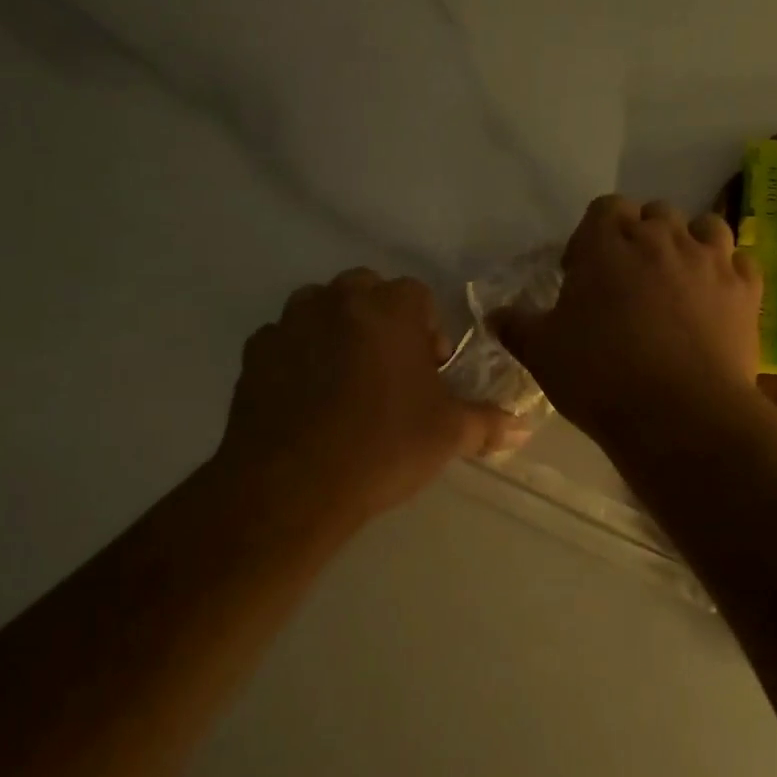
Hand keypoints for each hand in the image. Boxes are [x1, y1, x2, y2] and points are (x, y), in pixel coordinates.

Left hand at [216, 269, 521, 522]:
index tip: (429, 371)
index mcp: (389, 309)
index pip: (417, 295)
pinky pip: (284, 341)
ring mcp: (289, 324)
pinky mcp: (254, 354)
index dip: (428, 330)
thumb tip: (523, 428)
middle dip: (381, 321)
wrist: (293, 485)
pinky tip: (305, 401)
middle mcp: (336, 301)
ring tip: (345, 383)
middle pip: (366, 291)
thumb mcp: (449, 435)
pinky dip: (298, 357)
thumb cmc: (384, 446)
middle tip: (389, 372)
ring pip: (319, 309)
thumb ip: (488, 423)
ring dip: (336, 331)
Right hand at [492, 196, 761, 447]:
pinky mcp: (747, 291)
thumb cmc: (600, 376)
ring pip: (704, 227)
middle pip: (654, 213)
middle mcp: (663, 238)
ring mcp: (711, 261)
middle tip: (628, 281)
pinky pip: (740, 263)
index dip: (593, 236)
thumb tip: (494, 315)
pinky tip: (716, 300)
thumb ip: (516, 326)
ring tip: (677, 281)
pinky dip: (728, 273)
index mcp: (608, 243)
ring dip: (689, 244)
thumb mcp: (542, 353)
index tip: (584, 273)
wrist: (679, 415)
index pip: (604, 209)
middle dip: (641, 238)